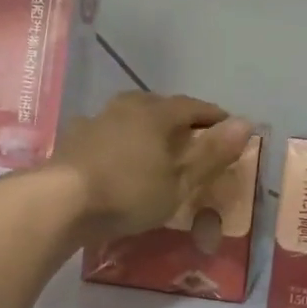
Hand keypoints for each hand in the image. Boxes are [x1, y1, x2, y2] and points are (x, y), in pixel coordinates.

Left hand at [50, 92, 253, 241]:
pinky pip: (105, 133)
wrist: (60, 202)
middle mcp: (126, 107)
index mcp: (157, 113)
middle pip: (159, 105)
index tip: (227, 125)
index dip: (212, 116)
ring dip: (145, 127)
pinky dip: (118, 141)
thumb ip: (211, 152)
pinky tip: (115, 156)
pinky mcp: (72, 139)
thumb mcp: (179, 180)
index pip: (193, 106)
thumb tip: (246, 122)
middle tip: (190, 135)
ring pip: (129, 116)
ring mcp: (95, 120)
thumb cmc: (129, 192)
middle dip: (178, 118)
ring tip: (153, 145)